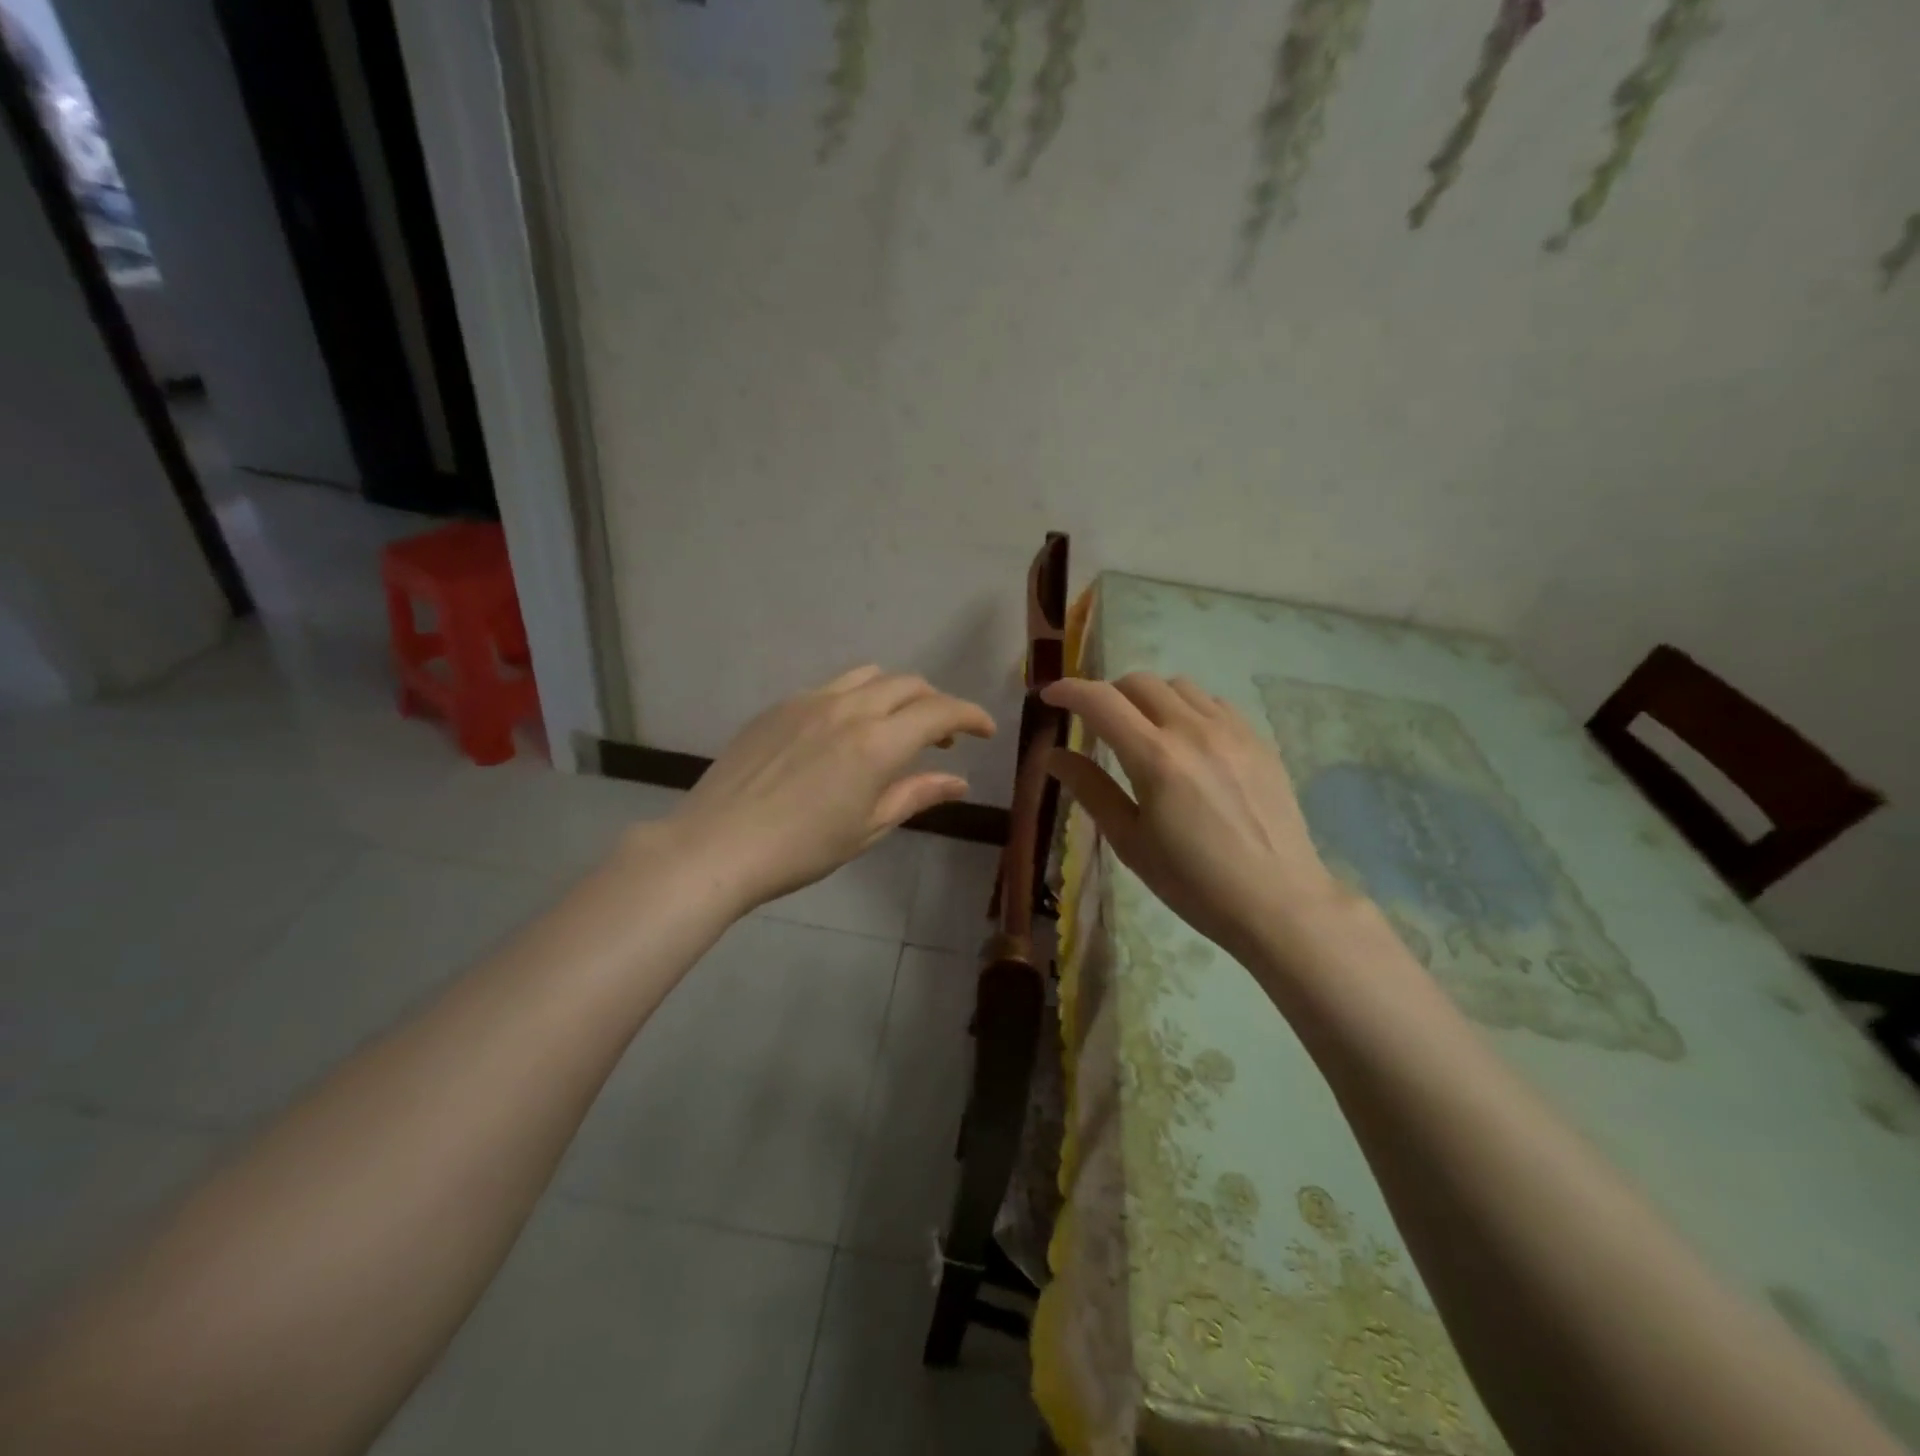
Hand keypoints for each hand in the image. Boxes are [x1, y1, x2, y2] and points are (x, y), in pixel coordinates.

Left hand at [669, 666, 994, 912]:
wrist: (717, 845)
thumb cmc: (801, 848)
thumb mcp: (868, 827)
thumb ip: (917, 794)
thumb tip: (958, 781)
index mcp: (877, 742)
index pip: (939, 712)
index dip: (970, 716)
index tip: (985, 730)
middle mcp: (848, 708)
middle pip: (908, 684)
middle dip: (935, 704)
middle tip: (941, 739)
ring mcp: (809, 701)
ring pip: (869, 676)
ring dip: (896, 694)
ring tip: (894, 727)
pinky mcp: (779, 706)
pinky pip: (831, 687)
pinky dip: (856, 699)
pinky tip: (844, 734)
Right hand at [1043, 673, 1353, 966]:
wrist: (1278, 902)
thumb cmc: (1193, 883)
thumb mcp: (1130, 841)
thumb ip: (1091, 789)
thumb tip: (1053, 755)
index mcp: (1156, 758)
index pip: (1101, 701)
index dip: (1068, 691)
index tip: (1049, 697)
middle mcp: (1193, 730)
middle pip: (1138, 682)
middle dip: (1107, 693)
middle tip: (1096, 723)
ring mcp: (1232, 730)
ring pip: (1178, 685)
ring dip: (1148, 697)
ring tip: (1143, 728)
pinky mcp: (1258, 739)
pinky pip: (1214, 702)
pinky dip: (1188, 707)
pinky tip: (1187, 740)